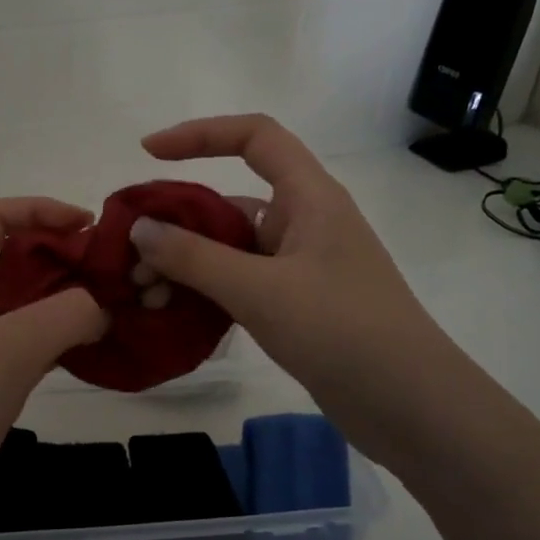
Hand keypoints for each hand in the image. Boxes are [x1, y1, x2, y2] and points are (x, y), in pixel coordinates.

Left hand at [0, 199, 108, 534]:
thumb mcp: (10, 344)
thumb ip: (68, 313)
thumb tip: (104, 309)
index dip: (38, 209)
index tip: (87, 223)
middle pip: (15, 259)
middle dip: (63, 255)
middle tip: (112, 272)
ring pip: (28, 305)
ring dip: (68, 299)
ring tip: (116, 307)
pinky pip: (33, 346)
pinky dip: (65, 339)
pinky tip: (97, 349)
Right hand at [130, 114, 440, 462]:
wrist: (408, 405)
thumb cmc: (340, 330)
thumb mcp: (259, 290)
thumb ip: (194, 257)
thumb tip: (139, 229)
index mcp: (309, 197)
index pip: (255, 137)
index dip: (201, 134)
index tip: (149, 152)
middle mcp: (304, 223)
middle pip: (230, 200)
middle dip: (177, 222)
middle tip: (130, 255)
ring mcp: (300, 267)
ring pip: (231, 249)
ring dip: (187, 265)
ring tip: (144, 293)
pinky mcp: (296, 305)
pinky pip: (240, 284)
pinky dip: (207, 293)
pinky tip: (174, 314)